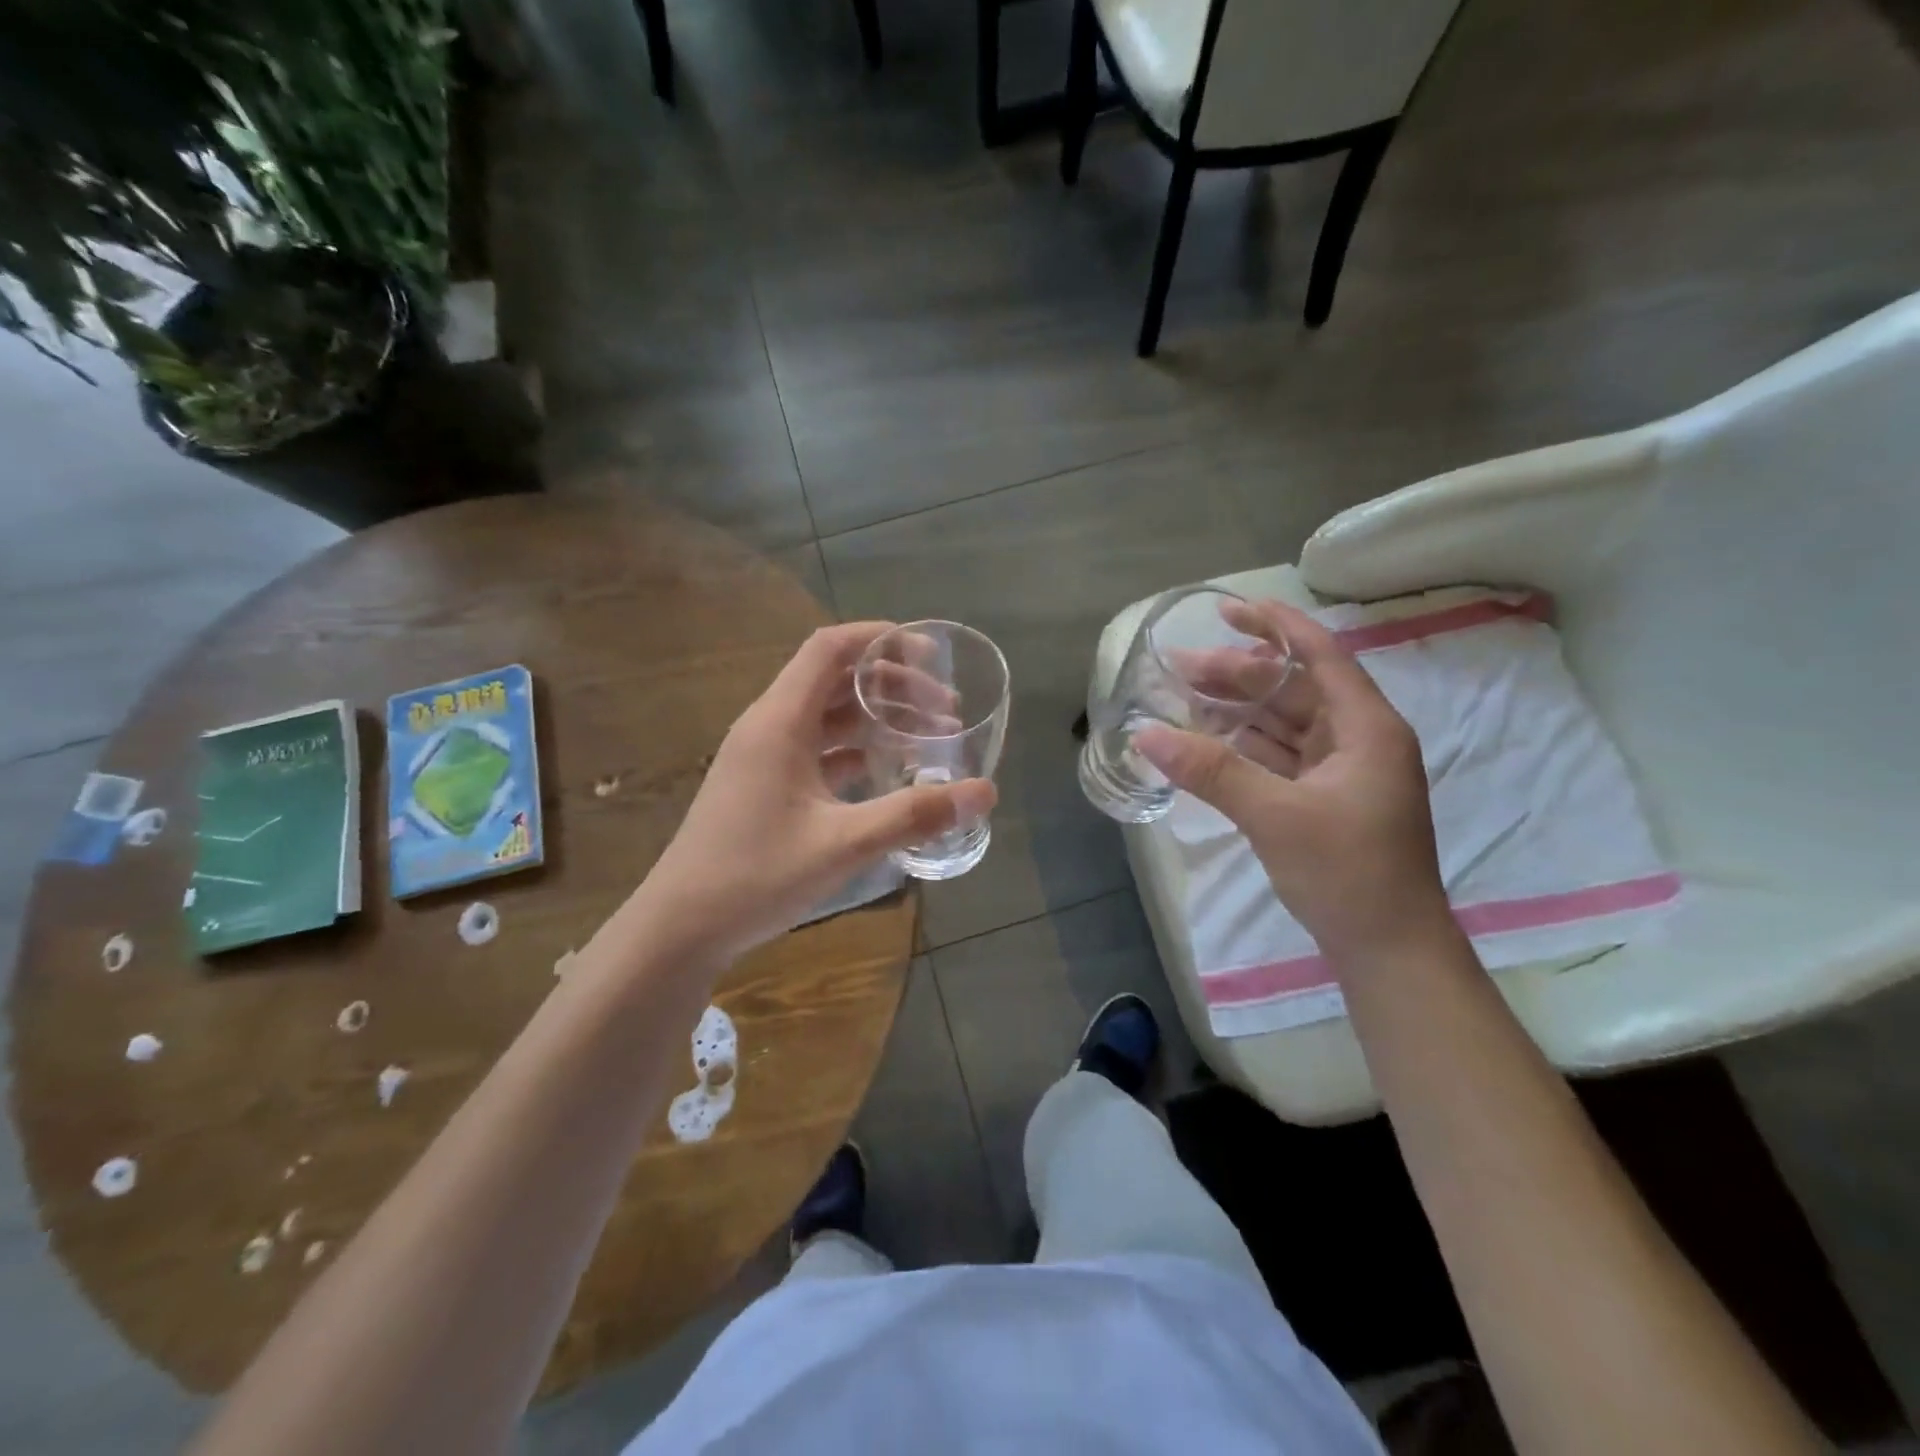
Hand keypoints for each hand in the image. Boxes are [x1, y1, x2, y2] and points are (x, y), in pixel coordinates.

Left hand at [637, 622, 995, 961]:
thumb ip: (914, 814)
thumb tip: (984, 791)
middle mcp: (770, 727)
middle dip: (892, 683)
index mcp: (780, 721)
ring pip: (828, 717)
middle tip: (945, 707)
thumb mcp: (843, 844)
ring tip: (928, 735)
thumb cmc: (755, 876)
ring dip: (876, 718)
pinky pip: (818, 750)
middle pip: (835, 680)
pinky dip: (856, 750)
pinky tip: (889, 771)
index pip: (829, 649)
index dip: (879, 638)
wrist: (681, 928)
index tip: (929, 652)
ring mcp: (765, 758)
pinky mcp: (766, 786)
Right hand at [1133, 599, 1451, 966]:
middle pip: (1293, 688)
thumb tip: (1145, 735)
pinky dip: (1244, 746)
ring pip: (1283, 723)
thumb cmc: (1345, 872)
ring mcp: (1341, 771)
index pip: (1320, 654)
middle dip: (1238, 674)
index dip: (1275, 625)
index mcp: (1365, 727)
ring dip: (1236, 710)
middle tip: (1178, 668)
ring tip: (1182, 699)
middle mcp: (1357, 739)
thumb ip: (1211, 769)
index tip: (1227, 609)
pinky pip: (1279, 756)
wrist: (1387, 948)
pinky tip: (1206, 742)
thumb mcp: (1274, 814)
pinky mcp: (1324, 799)